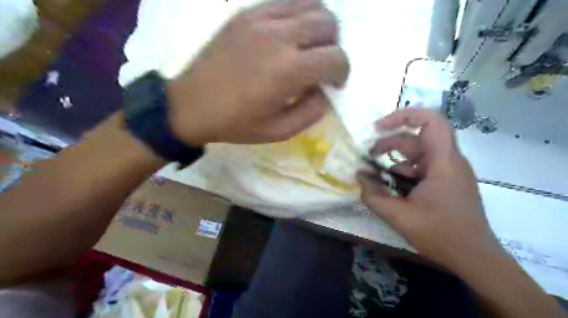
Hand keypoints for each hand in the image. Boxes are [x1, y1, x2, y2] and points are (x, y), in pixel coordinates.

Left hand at [167, 0, 348, 145]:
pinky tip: (288, 35)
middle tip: (320, 65)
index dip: (342, 72)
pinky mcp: (246, 13)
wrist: (192, 105)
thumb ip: (312, 112)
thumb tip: (324, 91)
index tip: (333, 83)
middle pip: (328, 24)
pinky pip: (285, 2)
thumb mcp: (279, 131)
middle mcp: (279, 36)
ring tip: (308, 47)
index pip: (336, 58)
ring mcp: (261, 19)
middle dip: (333, 47)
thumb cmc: (236, 123)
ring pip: (311, 4)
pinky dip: (297, 16)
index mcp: (288, 71)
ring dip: (319, 26)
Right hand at [358, 108, 499, 270]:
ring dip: (395, 157)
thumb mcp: (399, 216)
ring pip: (419, 153)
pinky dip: (404, 171)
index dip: (403, 115)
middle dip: (390, 142)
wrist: (475, 258)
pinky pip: (423, 167)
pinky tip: (392, 185)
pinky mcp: (447, 182)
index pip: (430, 120)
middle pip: (418, 137)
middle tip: (369, 154)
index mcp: (443, 162)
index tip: (379, 127)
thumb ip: (373, 195)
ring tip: (376, 172)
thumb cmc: (441, 234)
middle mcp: (449, 161)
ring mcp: (449, 172)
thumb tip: (359, 176)